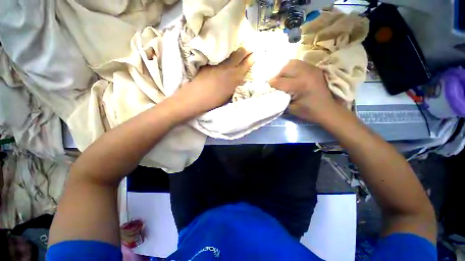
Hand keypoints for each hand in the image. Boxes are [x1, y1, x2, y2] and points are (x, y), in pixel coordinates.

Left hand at [174, 48, 253, 117]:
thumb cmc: (214, 101)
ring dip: (235, 51)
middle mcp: (227, 68)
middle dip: (245, 51)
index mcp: (234, 78)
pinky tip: (224, 55)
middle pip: (238, 55)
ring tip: (238, 49)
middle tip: (249, 47)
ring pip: (229, 54)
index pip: (245, 66)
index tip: (254, 55)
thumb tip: (238, 80)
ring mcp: (217, 64)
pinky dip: (223, 55)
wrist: (196, 97)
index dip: (250, 60)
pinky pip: (218, 57)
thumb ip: (234, 85)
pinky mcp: (208, 64)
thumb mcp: (228, 95)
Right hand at [268, 60, 343, 122]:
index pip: (280, 81)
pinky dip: (293, 68)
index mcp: (299, 85)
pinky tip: (292, 76)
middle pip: (286, 68)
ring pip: (292, 63)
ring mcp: (312, 69)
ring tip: (284, 79)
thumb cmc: (308, 111)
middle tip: (276, 83)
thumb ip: (280, 99)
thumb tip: (272, 93)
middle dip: (278, 75)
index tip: (267, 87)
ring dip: (285, 70)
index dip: (272, 84)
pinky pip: (300, 63)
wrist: (327, 109)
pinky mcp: (315, 68)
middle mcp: (306, 74)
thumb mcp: (291, 109)